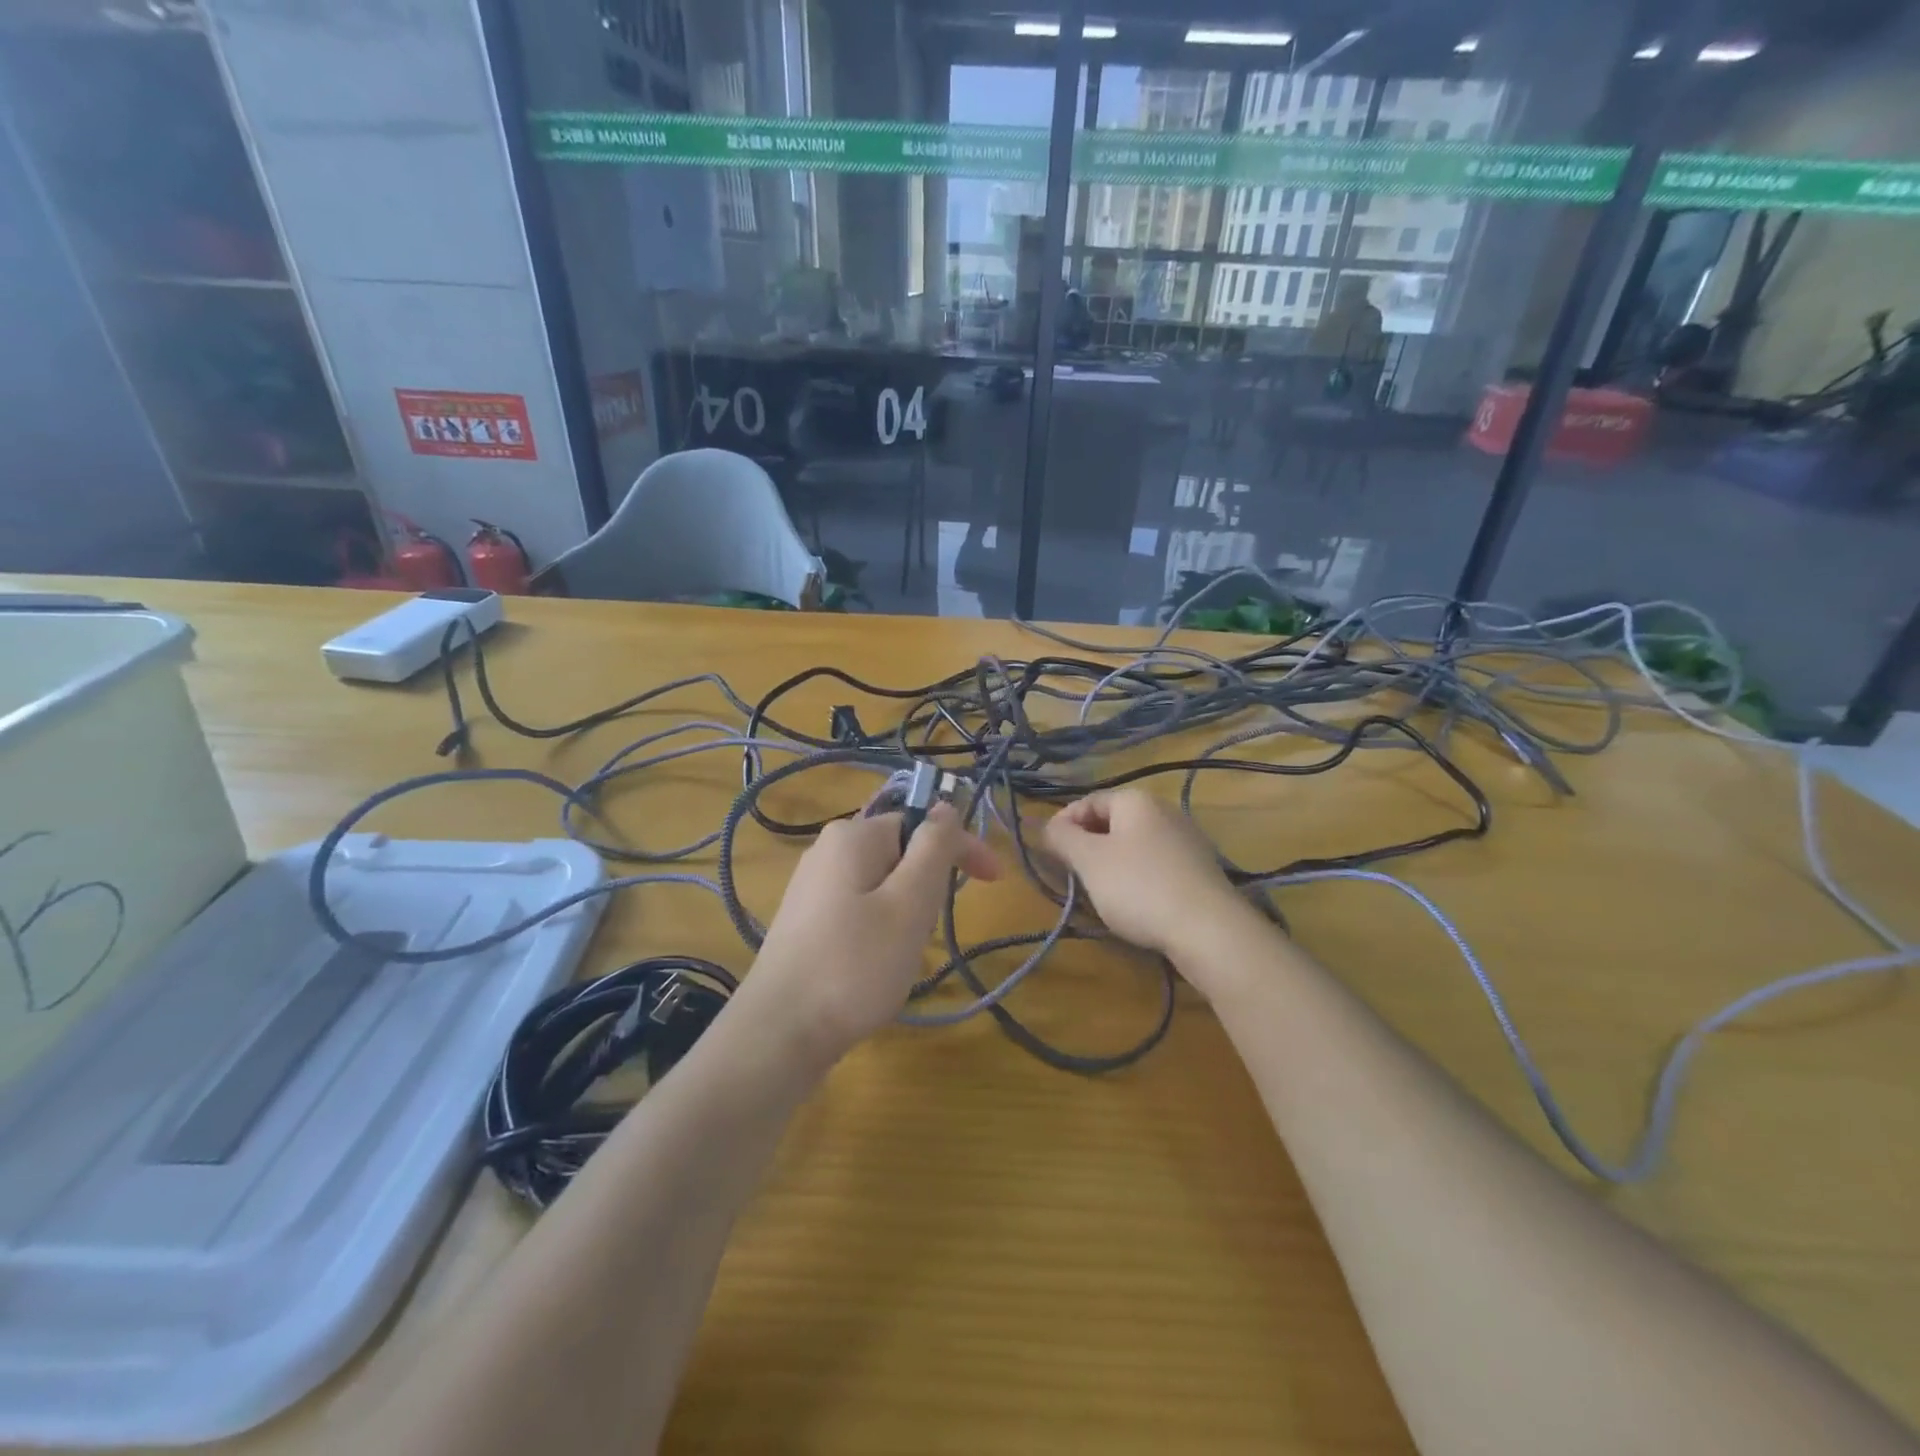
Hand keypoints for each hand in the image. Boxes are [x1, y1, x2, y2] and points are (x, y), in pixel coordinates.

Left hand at [742, 804, 1000, 1069]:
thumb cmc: (855, 965)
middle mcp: (828, 849)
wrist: (780, 1033)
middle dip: (927, 887)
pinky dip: (880, 928)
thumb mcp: (909, 903)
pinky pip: (859, 907)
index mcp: (853, 835)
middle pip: (901, 853)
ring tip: (898, 956)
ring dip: (906, 912)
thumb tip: (945, 806)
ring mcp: (812, 885)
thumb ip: (933, 847)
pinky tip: (873, 965)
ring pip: (882, 884)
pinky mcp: (806, 919)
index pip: (922, 823)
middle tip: (926, 933)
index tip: (995, 881)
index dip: (963, 848)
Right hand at [1042, 789, 1257, 970]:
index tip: (1049, 853)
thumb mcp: (1089, 861)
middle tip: (1072, 874)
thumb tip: (1047, 825)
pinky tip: (1133, 903)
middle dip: (1087, 845)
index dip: (1063, 823)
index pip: (1088, 801)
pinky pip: (1156, 865)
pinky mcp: (1199, 869)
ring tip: (1098, 892)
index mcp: (1136, 800)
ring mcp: (1186, 839)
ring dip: (1111, 864)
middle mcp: (1164, 810)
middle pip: (1112, 822)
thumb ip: (1062, 838)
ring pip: (1134, 844)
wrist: (1208, 929)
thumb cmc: (1139, 887)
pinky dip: (1137, 878)